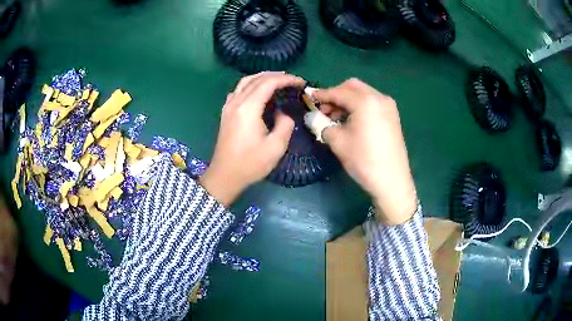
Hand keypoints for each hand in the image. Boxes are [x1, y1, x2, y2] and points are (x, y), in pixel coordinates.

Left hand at [200, 72, 303, 206]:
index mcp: (248, 108)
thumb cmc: (250, 163)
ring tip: (278, 81)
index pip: (269, 83)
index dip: (286, 79)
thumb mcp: (276, 147)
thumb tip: (283, 113)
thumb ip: (285, 124)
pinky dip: (251, 85)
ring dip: (263, 77)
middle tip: (292, 80)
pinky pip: (238, 90)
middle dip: (276, 76)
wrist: (225, 175)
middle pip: (256, 78)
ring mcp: (228, 106)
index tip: (301, 82)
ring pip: (245, 81)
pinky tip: (258, 92)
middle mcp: (236, 102)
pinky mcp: (226, 112)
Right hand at [311, 79, 417, 224]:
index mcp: (365, 101)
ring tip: (336, 117)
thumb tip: (311, 116)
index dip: (321, 95)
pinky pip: (372, 103)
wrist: (391, 181)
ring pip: (363, 94)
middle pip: (352, 87)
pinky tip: (351, 120)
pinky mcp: (392, 116)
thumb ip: (321, 123)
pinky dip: (359, 106)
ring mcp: (388, 106)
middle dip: (336, 94)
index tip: (308, 98)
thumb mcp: (337, 141)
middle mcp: (379, 97)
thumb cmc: (363, 160)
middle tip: (324, 109)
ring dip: (347, 100)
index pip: (338, 92)